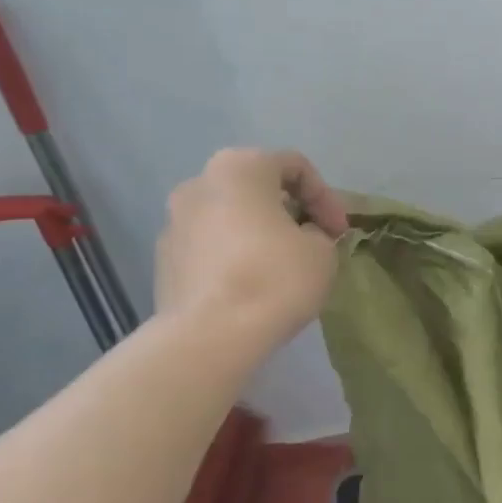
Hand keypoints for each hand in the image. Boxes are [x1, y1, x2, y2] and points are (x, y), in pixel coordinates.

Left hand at [156, 149, 350, 342]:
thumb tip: (302, 237)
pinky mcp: (163, 260)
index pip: (295, 166)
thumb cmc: (275, 278)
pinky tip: (251, 286)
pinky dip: (233, 256)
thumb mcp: (323, 251)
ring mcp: (173, 222)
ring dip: (259, 233)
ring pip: (229, 217)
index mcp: (240, 168)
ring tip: (281, 266)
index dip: (326, 197)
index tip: (339, 233)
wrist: (210, 336)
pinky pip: (209, 247)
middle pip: (257, 188)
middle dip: (289, 212)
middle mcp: (199, 184)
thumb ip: (318, 233)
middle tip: (313, 241)